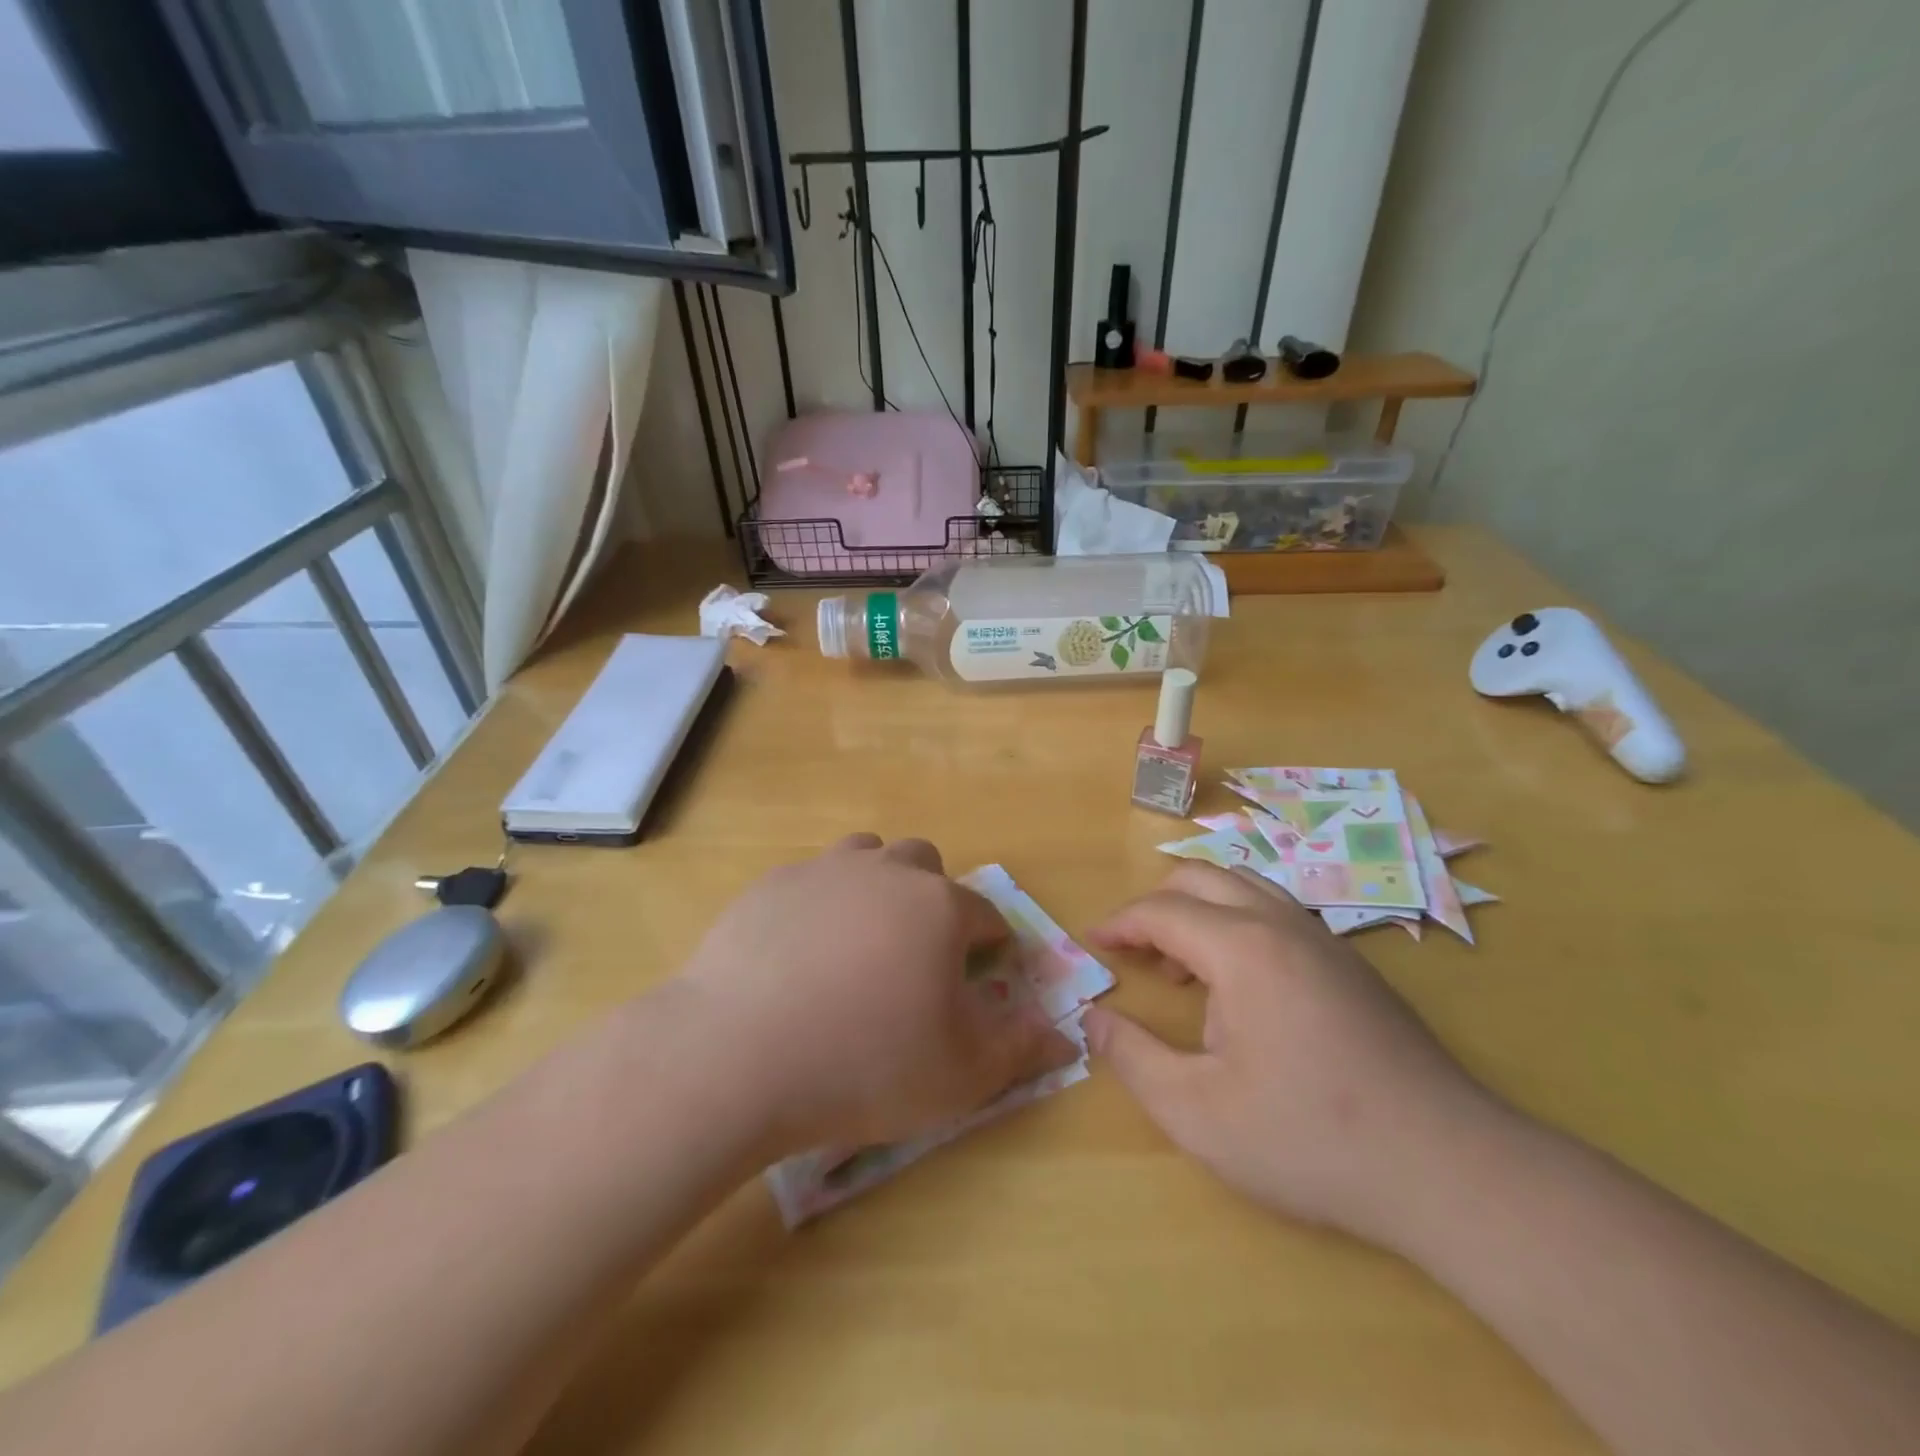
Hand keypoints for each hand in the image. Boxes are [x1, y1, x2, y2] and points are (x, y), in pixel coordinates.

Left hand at [675, 835, 1077, 1157]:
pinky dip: (819, 903)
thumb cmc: (867, 1063)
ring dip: (875, 886)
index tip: (984, 971)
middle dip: (932, 899)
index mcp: (939, 907)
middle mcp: (886, 873)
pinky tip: (799, 952)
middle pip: (923, 864)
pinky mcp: (770, 886)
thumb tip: (1063, 1036)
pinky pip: (810, 879)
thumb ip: (1021, 1050)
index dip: (991, 943)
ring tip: (860, 941)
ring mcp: (822, 872)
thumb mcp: (962, 1074)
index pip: (984, 914)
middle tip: (917, 954)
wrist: (739, 1054)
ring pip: (865, 856)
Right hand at [1082, 862, 1506, 1248]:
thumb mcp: (1197, 1112)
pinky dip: (1238, 926)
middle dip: (1156, 905)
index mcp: (1242, 948)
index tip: (1094, 945)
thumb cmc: (1310, 1138)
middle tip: (1136, 953)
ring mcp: (1325, 940)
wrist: (1449, 1169)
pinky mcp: (1352, 965)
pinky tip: (1242, 990)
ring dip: (1200, 912)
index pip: (1162, 910)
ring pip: (1245, 888)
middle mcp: (1282, 925)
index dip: (1120, 924)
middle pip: (1202, 878)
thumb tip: (1093, 1019)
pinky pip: (1277, 915)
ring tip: (1184, 970)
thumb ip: (1133, 1058)